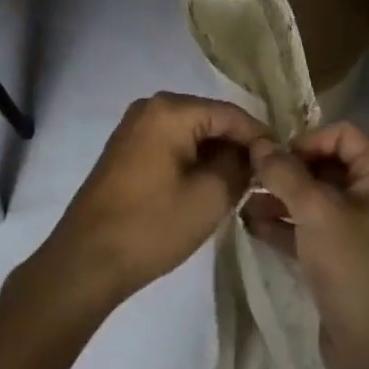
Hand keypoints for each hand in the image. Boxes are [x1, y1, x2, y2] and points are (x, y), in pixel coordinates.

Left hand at [39, 92, 268, 312]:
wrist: (84, 262)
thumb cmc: (151, 226)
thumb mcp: (210, 197)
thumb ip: (241, 166)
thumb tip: (254, 154)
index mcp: (171, 109)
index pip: (231, 114)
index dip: (260, 137)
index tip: (283, 162)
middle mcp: (151, 106)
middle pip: (210, 119)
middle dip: (237, 146)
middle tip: (263, 176)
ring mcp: (134, 126)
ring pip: (191, 133)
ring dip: (215, 156)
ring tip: (240, 185)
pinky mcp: (126, 149)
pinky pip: (171, 144)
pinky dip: (192, 161)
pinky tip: (206, 186)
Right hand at [243, 123, 368, 368]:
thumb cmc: (353, 265)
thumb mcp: (315, 210)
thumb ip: (284, 173)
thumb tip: (259, 143)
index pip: (343, 134)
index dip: (308, 140)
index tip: (275, 158)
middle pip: (326, 165)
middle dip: (288, 170)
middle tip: (250, 176)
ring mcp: (359, 231)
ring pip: (315, 200)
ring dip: (280, 197)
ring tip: (242, 200)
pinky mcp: (342, 261)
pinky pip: (310, 230)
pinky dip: (285, 226)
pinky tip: (251, 226)